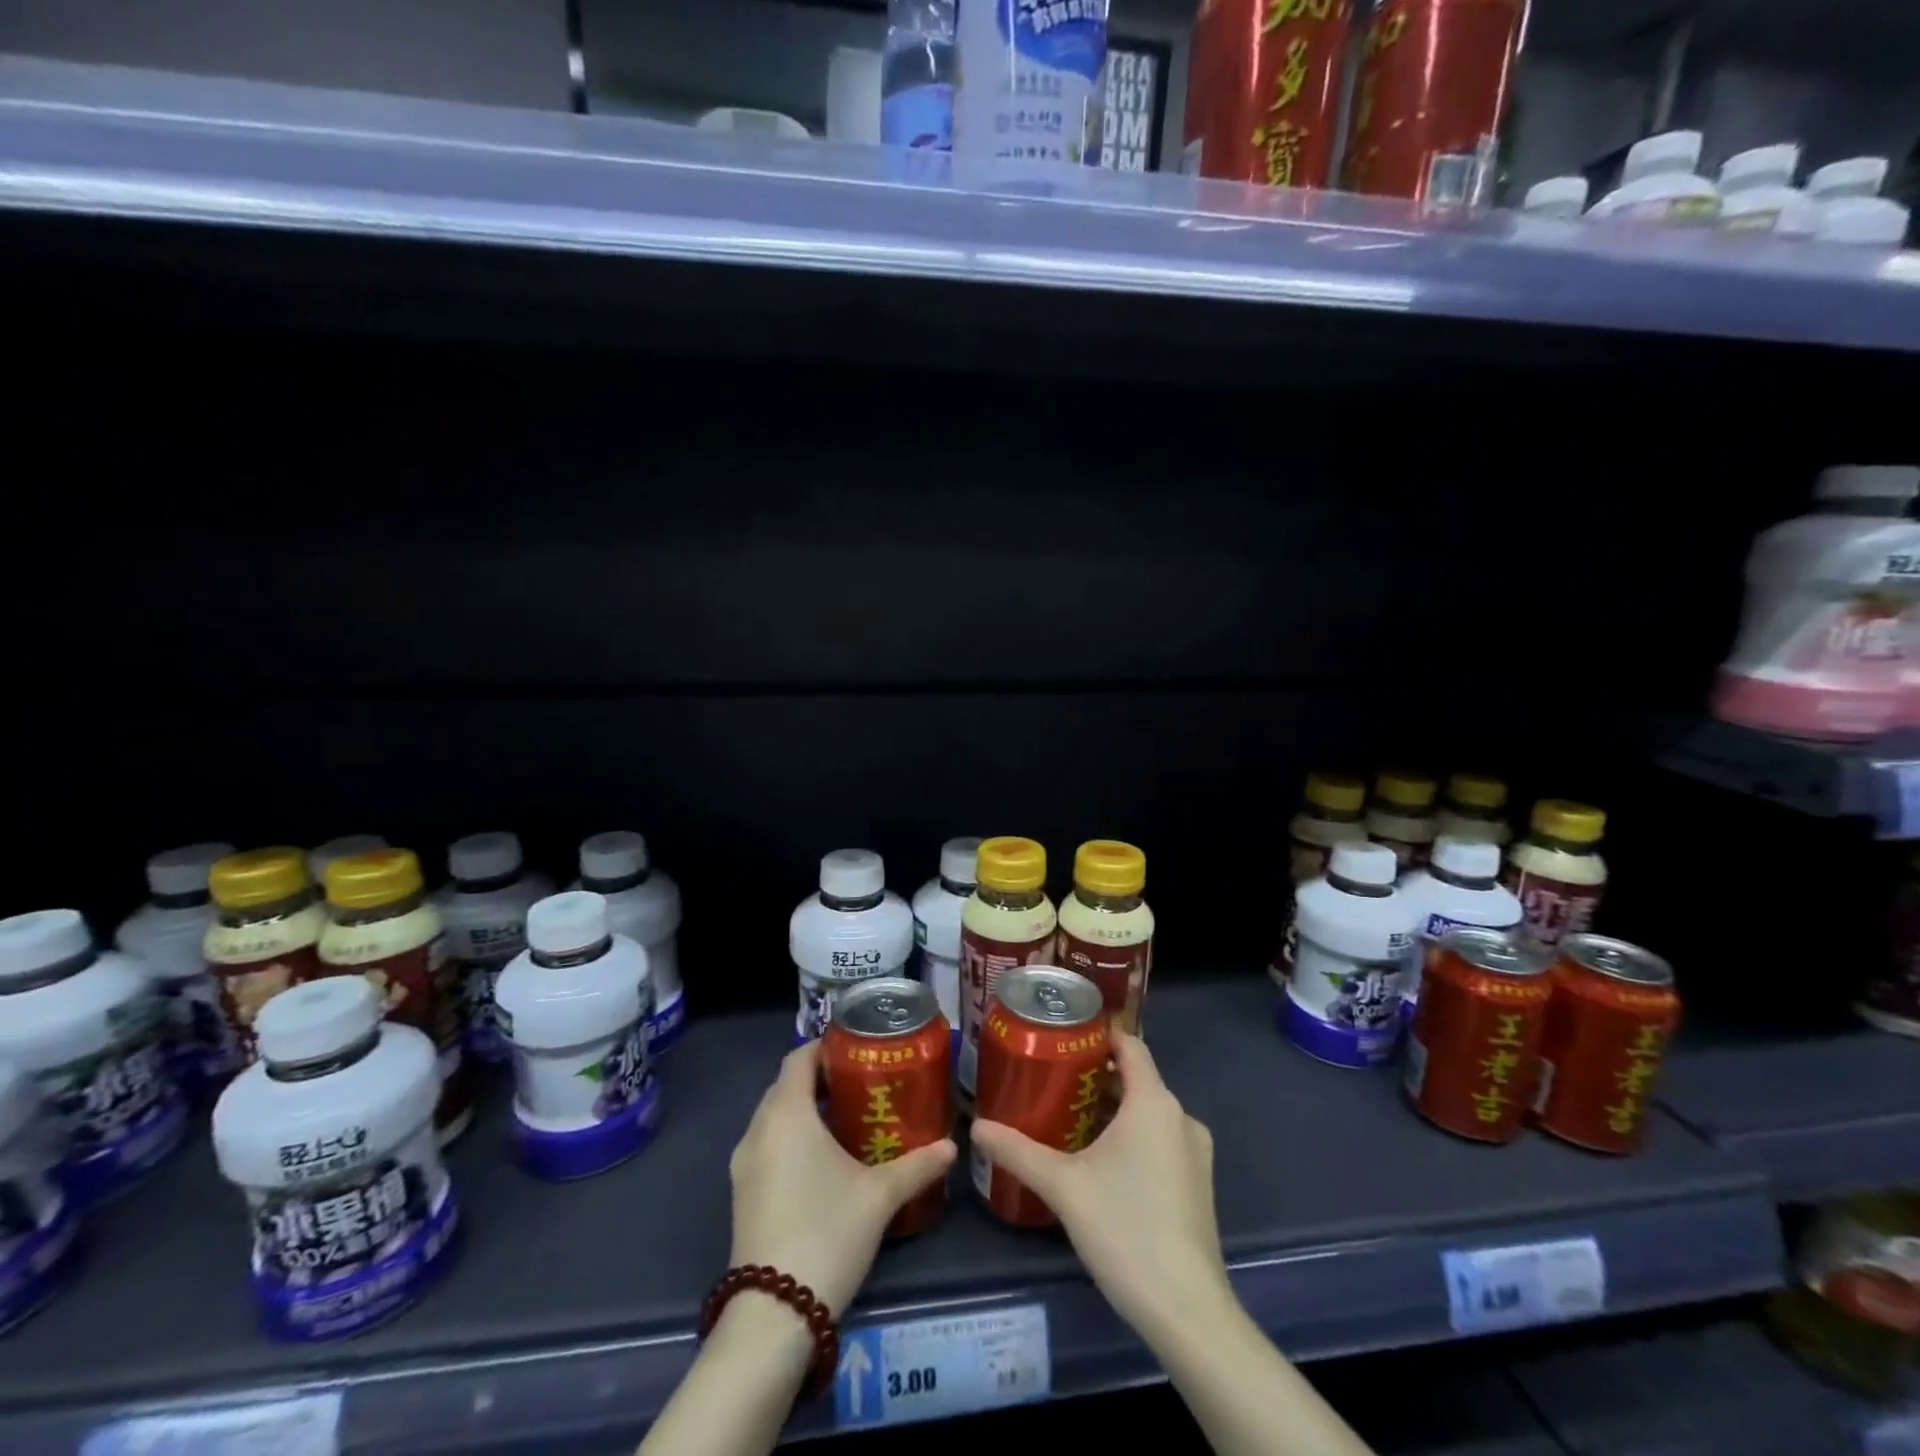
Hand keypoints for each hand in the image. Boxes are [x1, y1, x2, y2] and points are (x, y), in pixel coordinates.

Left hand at [728, 1041, 955, 1316]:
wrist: (773, 1316)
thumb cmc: (827, 1234)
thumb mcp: (879, 1196)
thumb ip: (917, 1165)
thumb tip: (952, 1146)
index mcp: (786, 1114)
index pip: (798, 1057)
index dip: (825, 1047)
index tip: (858, 1050)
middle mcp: (758, 1129)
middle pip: (786, 1085)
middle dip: (820, 1078)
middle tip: (862, 1084)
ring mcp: (744, 1164)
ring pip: (775, 1117)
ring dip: (804, 1110)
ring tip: (847, 1119)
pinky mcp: (741, 1193)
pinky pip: (767, 1145)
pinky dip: (791, 1137)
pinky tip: (823, 1160)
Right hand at [970, 1031, 1230, 1341]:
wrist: (1187, 1311)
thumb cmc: (1125, 1229)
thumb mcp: (1062, 1185)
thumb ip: (1018, 1151)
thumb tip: (975, 1127)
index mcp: (1154, 1102)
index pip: (1130, 1045)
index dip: (1098, 1034)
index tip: (1062, 1036)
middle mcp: (1181, 1117)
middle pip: (1136, 1079)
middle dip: (1095, 1076)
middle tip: (1051, 1079)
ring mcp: (1194, 1153)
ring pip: (1148, 1112)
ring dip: (1112, 1109)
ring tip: (1067, 1117)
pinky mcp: (1198, 1184)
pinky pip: (1161, 1139)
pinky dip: (1132, 1136)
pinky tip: (1100, 1160)